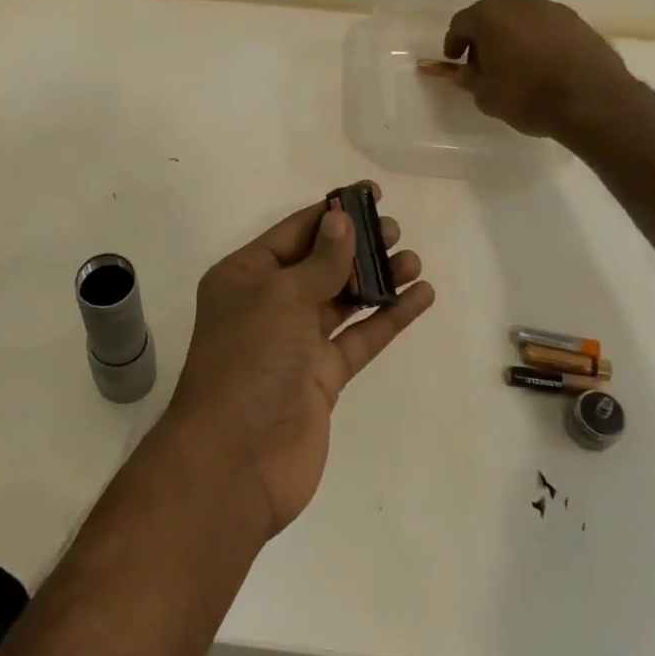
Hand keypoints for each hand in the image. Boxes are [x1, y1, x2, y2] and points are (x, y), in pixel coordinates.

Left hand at [165, 188, 433, 537]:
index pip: (294, 233)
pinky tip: (419, 297)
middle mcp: (268, 304)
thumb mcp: (280, 298)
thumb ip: (320, 261)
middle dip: (358, 246)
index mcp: (245, 277)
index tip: (371, 195)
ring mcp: (295, 343)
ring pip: (342, 300)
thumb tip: (342, 219)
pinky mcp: (321, 378)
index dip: (332, 213)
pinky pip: (358, 338)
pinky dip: (388, 318)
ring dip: (377, 279)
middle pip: (320, 264)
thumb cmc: (248, 361)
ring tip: (413, 262)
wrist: (235, 461)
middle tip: (396, 231)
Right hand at [444, 0, 647, 145]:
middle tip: (481, 60)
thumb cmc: (527, 95)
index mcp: (489, 14)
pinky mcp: (577, 20)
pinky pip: (544, 26)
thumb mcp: (485, 95)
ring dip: (511, 35)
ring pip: (520, 17)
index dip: (454, 43)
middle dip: (483, 35)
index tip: (454, 60)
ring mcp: (551, 7)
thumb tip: (466, 71)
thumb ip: (470, 78)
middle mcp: (519, 0)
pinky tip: (539, 62)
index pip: (461, 23)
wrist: (592, 100)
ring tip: (512, 62)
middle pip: (491, 14)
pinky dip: (536, 39)